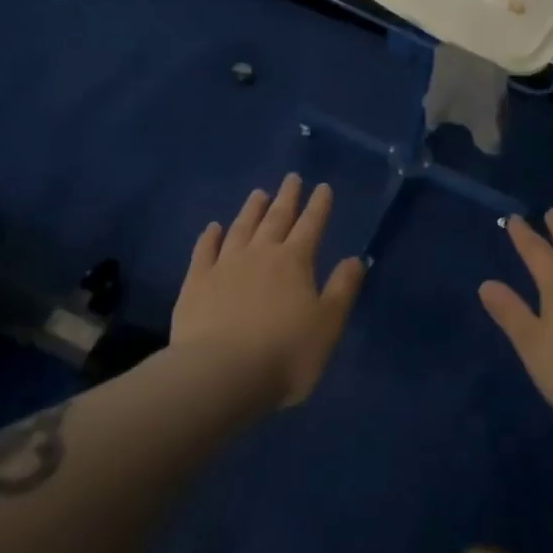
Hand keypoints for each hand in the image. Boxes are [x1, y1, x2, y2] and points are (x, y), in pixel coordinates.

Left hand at [172, 174, 366, 408]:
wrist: (221, 374)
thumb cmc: (285, 353)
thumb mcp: (328, 325)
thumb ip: (342, 289)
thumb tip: (355, 259)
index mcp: (295, 262)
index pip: (311, 225)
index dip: (318, 206)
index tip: (322, 187)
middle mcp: (260, 254)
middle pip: (276, 219)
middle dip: (287, 197)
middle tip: (291, 178)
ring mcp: (225, 265)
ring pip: (241, 228)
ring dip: (251, 210)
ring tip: (258, 193)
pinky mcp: (196, 283)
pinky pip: (204, 251)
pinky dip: (209, 237)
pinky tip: (212, 228)